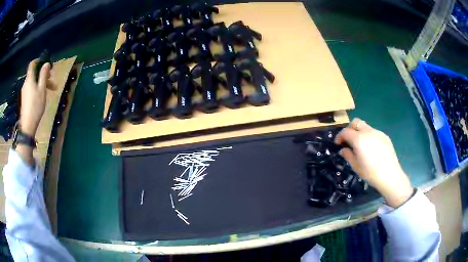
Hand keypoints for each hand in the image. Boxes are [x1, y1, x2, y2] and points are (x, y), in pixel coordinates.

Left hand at [19, 59, 51, 136]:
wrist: (27, 126)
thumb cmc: (35, 106)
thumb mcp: (42, 89)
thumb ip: (43, 75)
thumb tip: (46, 63)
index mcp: (29, 79)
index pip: (32, 64)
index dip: (38, 61)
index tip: (45, 63)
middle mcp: (26, 83)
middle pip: (34, 74)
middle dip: (43, 74)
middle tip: (51, 79)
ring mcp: (25, 92)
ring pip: (34, 82)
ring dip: (41, 83)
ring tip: (50, 90)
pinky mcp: (25, 99)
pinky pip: (32, 89)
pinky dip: (37, 89)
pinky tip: (42, 96)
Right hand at [335, 118, 412, 207]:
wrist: (389, 175)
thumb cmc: (370, 173)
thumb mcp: (356, 166)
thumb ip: (348, 155)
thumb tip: (343, 149)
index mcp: (359, 139)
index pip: (345, 131)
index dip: (340, 136)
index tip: (338, 143)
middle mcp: (368, 132)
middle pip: (356, 122)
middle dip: (350, 129)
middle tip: (349, 140)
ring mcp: (378, 132)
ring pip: (365, 126)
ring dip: (360, 132)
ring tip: (361, 145)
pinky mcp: (385, 136)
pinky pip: (374, 132)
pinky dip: (369, 136)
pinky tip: (372, 148)